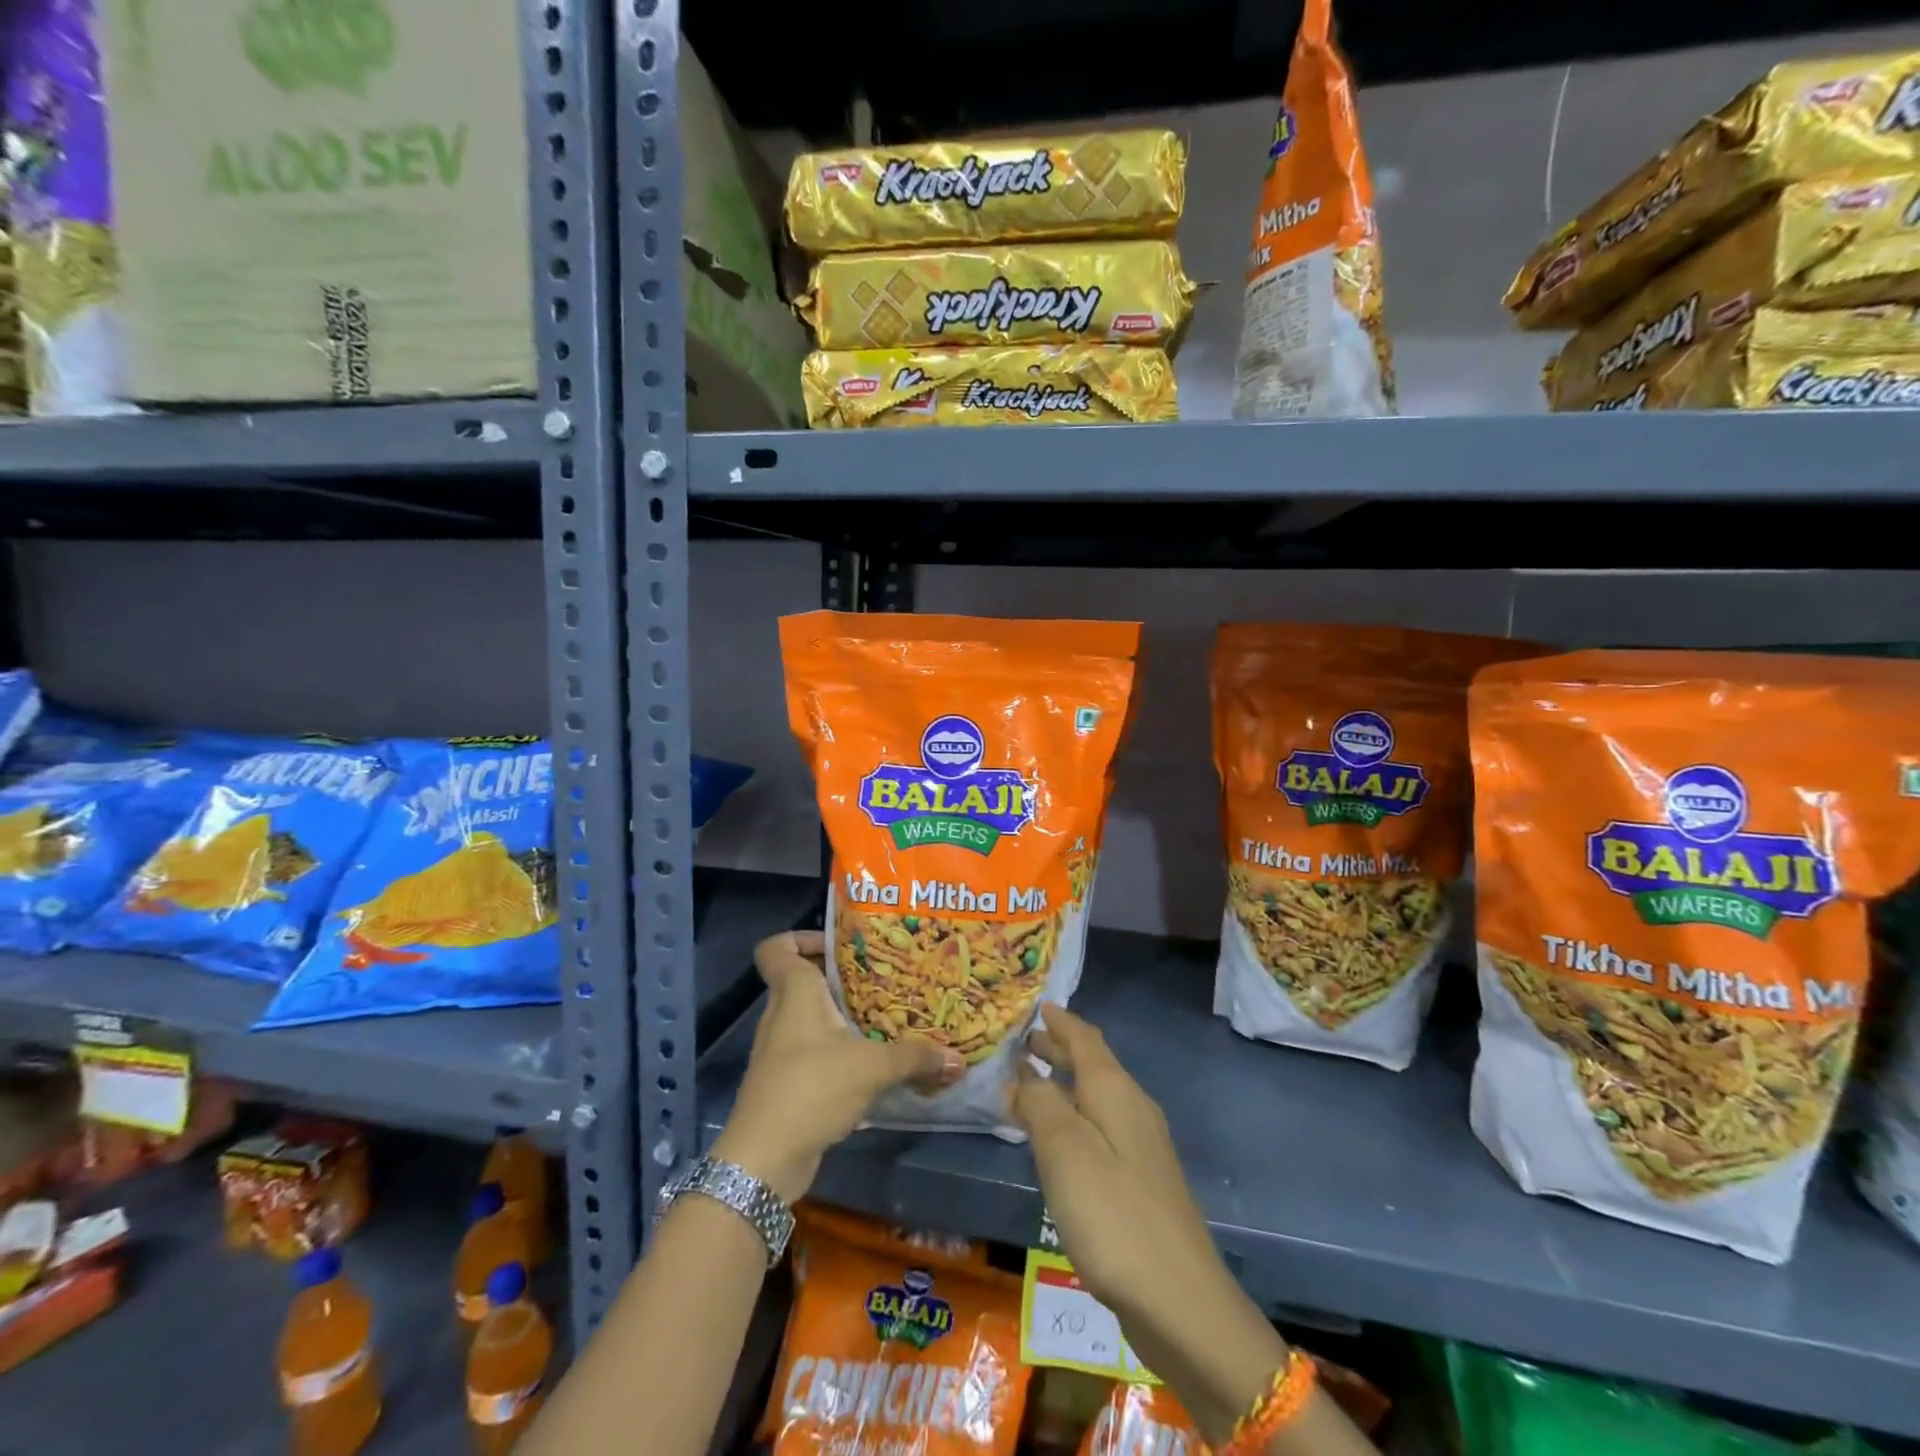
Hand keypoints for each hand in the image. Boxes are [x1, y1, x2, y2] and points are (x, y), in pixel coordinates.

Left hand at [713, 931, 962, 1203]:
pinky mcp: (786, 1082)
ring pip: (810, 1017)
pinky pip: (813, 1050)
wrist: (763, 1160)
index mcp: (794, 992)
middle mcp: (781, 1014)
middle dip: (839, 976)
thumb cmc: (811, 1088)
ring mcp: (780, 1050)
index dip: (801, 937)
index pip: (776, 947)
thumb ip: (915, 1057)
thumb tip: (957, 1058)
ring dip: (841, 1015)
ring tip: (883, 1017)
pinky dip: (837, 1049)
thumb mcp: (872, 1067)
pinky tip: (870, 1062)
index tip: (839, 945)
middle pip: (801, 979)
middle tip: (881, 977)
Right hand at [1011, 1004, 1289, 1442]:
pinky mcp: (1141, 1181)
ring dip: (1064, 1083)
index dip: (1059, 1020)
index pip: (1085, 1038)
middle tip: (1022, 1041)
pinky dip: (1074, 1116)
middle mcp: (1133, 1107)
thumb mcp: (1064, 1151)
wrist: (1181, 1302)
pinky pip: (1101, 1127)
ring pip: (1096, 1096)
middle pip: (1092, 1064)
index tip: (1036, 1005)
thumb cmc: (1114, 1215)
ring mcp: (1142, 1146)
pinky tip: (1058, 1140)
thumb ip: (1039, 1103)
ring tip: (1030, 1083)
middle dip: (1058, 1048)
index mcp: (1115, 1091)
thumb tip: (1021, 1072)